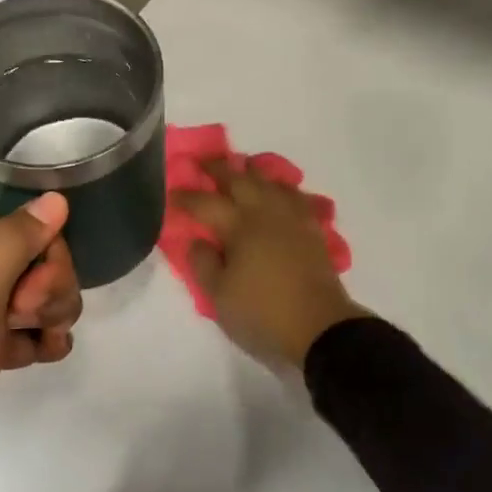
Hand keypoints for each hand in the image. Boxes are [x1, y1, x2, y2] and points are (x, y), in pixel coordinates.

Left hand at [0, 192, 80, 491]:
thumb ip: (17, 241)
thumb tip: (56, 196)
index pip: (22, 229)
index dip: (45, 255)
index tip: (34, 292)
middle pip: (33, 263)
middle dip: (49, 289)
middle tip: (28, 319)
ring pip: (33, 299)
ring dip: (50, 316)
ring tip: (45, 345)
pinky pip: (21, 332)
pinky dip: (39, 341)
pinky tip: (47, 356)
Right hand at [173, 162, 365, 368]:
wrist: (319, 327)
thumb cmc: (262, 313)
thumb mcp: (219, 296)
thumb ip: (203, 264)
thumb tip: (198, 240)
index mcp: (239, 226)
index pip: (205, 203)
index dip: (186, 196)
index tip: (172, 193)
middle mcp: (266, 213)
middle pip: (240, 180)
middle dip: (218, 169)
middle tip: (204, 163)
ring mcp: (293, 219)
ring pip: (271, 182)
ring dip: (253, 172)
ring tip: (243, 169)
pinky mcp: (313, 230)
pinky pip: (296, 197)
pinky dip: (282, 189)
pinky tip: (280, 192)